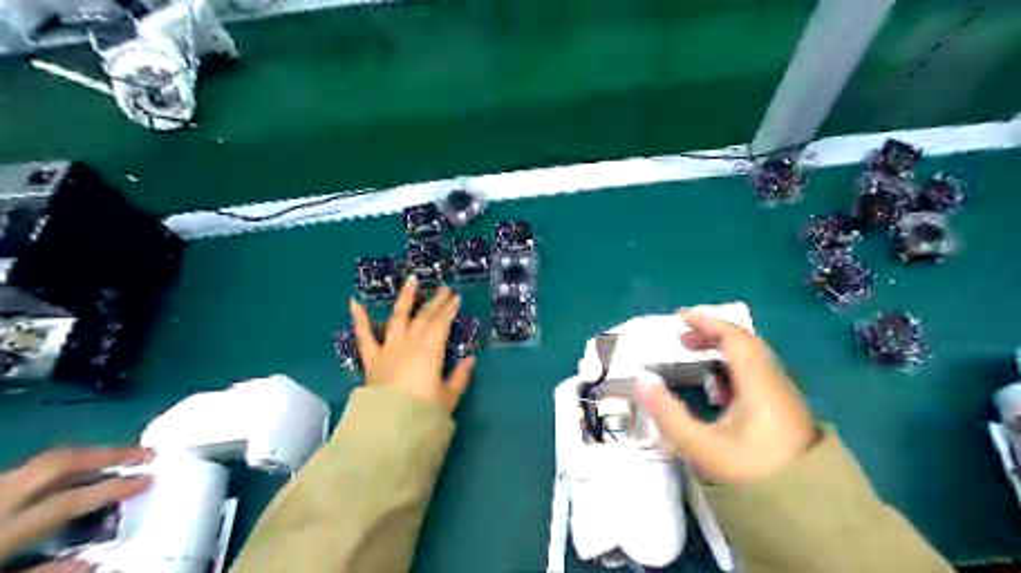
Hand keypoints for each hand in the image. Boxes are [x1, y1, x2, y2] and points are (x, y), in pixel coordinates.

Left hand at [0, 450, 152, 569]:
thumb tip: (93, 561)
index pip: (70, 500)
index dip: (114, 488)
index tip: (150, 479)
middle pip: (59, 462)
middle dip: (107, 454)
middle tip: (145, 454)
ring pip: (39, 464)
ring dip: (84, 459)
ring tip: (116, 460)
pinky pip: (20, 475)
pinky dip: (54, 472)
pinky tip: (69, 479)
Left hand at [350, 275, 476, 412]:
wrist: (387, 429)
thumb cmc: (422, 414)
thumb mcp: (448, 398)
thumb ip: (459, 377)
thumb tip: (470, 360)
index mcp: (430, 350)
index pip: (441, 323)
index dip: (449, 309)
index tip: (456, 297)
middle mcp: (409, 343)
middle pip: (424, 317)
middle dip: (435, 301)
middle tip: (444, 288)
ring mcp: (388, 348)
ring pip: (398, 317)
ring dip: (405, 298)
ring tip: (411, 280)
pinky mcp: (371, 359)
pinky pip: (364, 336)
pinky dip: (359, 319)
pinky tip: (354, 302)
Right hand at [637, 313, 817, 482]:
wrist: (807, 513)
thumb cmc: (752, 474)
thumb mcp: (703, 447)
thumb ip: (669, 414)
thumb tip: (642, 381)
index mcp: (759, 384)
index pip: (735, 338)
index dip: (707, 323)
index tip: (680, 318)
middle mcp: (775, 383)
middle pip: (746, 345)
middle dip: (712, 336)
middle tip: (682, 340)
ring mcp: (783, 398)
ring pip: (753, 360)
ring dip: (722, 352)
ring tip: (695, 359)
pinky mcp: (784, 412)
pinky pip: (756, 376)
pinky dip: (733, 370)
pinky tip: (718, 391)